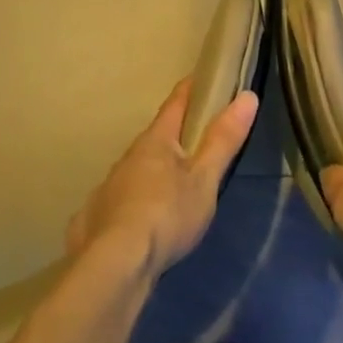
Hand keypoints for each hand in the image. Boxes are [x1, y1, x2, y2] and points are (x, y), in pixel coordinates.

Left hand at [67, 80, 258, 281]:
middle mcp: (128, 157)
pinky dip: (132, 203)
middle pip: (154, 138)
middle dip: (173, 136)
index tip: (200, 77)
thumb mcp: (204, 179)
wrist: (115, 265)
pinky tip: (137, 221)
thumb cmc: (167, 214)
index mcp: (155, 141)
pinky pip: (119, 202)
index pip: (175, 104)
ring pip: (136, 170)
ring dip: (152, 171)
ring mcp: (108, 187)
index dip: (190, 89)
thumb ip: (224, 139)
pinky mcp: (95, 219)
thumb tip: (247, 95)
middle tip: (193, 140)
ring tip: (170, 186)